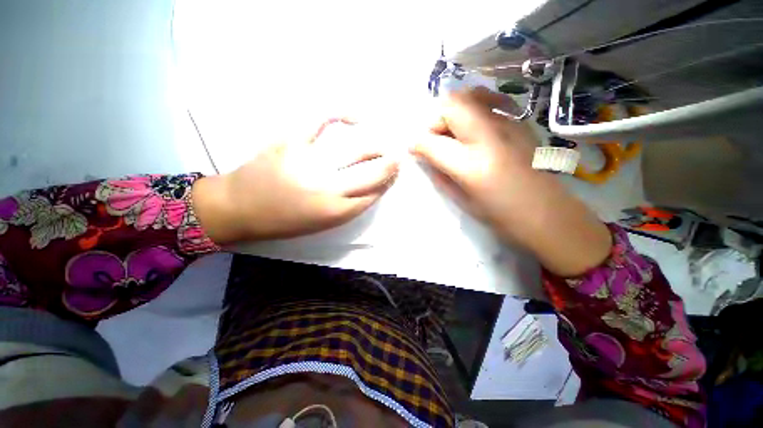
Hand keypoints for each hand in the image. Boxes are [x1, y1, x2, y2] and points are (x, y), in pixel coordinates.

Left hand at [192, 119, 398, 243]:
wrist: (239, 209)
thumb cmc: (284, 222)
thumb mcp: (322, 224)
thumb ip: (349, 207)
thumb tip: (371, 188)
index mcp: (336, 212)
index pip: (374, 194)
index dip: (388, 182)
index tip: (395, 174)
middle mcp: (328, 189)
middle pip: (371, 173)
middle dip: (390, 164)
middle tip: (398, 156)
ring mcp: (310, 163)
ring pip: (356, 150)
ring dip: (376, 146)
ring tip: (383, 143)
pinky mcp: (291, 142)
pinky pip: (320, 121)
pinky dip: (340, 113)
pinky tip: (354, 117)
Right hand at [412, 87, 611, 275]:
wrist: (551, 216)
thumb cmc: (502, 217)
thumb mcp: (462, 201)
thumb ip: (441, 174)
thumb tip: (426, 157)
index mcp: (471, 165)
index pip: (431, 141)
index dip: (416, 142)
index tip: (413, 148)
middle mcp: (489, 137)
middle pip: (452, 104)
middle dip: (435, 118)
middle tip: (434, 138)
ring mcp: (509, 125)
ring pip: (471, 96)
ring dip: (454, 111)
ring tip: (453, 132)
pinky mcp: (521, 123)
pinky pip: (490, 103)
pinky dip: (474, 110)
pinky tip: (475, 129)